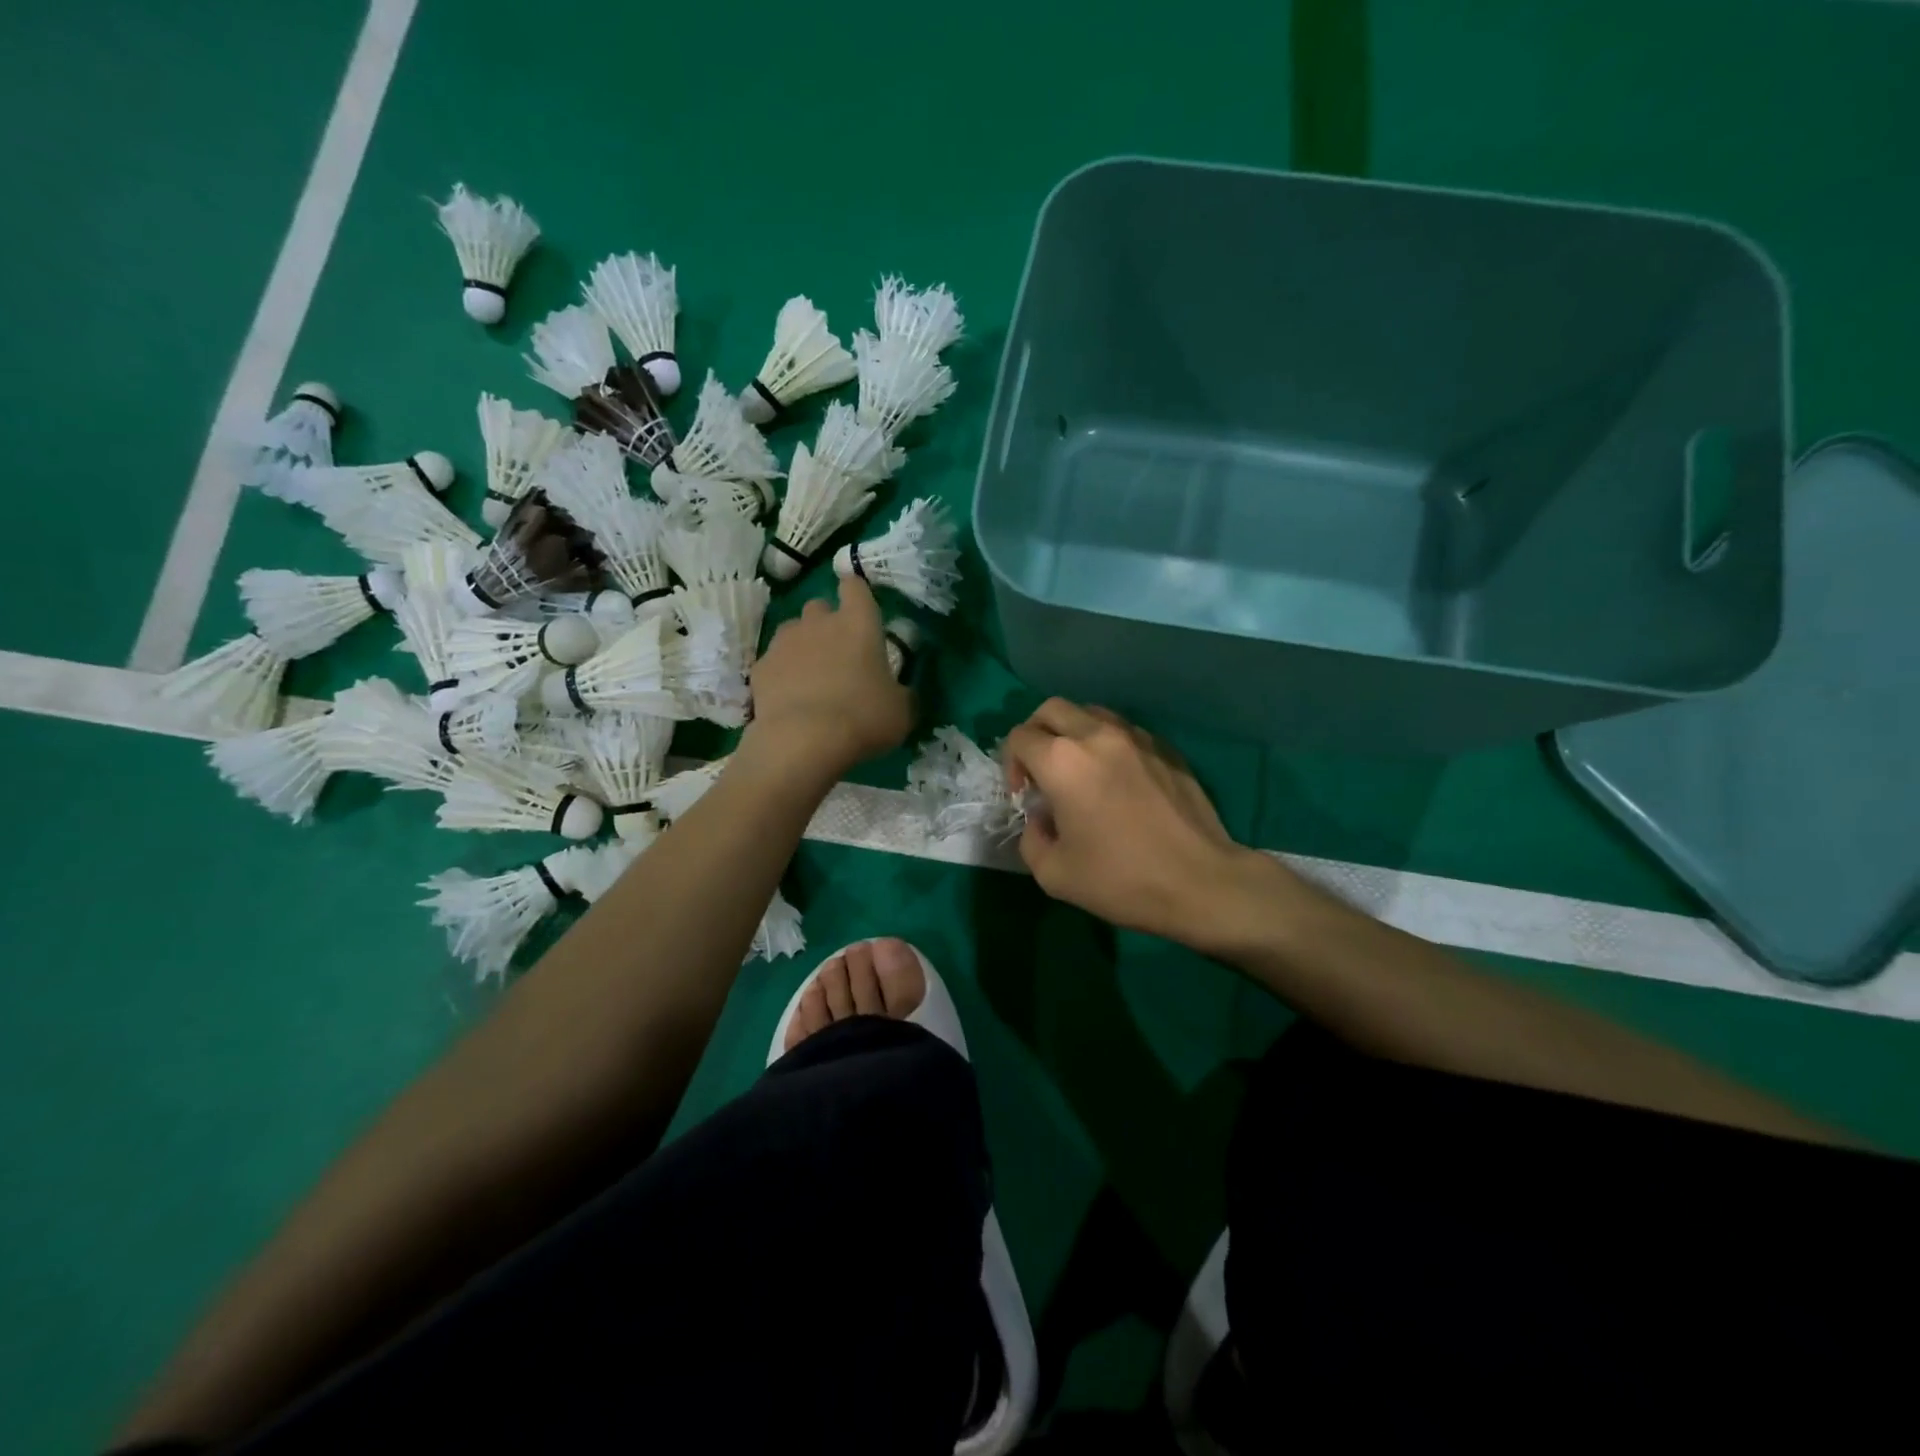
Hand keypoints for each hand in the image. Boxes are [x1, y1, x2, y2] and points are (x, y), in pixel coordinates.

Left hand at [742, 575, 912, 782]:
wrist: (804, 741)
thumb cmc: (863, 718)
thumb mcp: (901, 711)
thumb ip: (901, 693)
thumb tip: (899, 692)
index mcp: (859, 623)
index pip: (855, 586)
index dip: (856, 593)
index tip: (859, 608)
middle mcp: (819, 622)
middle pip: (819, 606)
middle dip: (826, 622)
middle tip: (838, 653)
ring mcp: (784, 643)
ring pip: (792, 631)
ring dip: (802, 646)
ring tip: (811, 677)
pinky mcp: (760, 668)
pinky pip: (773, 662)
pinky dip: (782, 674)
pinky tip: (789, 699)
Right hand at [1003, 699, 1279, 947]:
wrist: (1200, 882)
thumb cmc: (1121, 880)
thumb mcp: (1053, 874)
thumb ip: (1031, 838)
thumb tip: (1041, 819)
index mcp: (1063, 762)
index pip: (1020, 737)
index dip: (1011, 764)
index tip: (1024, 795)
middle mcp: (1097, 736)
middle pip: (1052, 710)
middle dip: (1036, 734)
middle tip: (1042, 771)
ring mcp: (1136, 737)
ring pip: (1091, 713)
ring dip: (1073, 734)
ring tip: (1079, 771)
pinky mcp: (1166, 748)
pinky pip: (1124, 731)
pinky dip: (1108, 745)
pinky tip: (1117, 781)